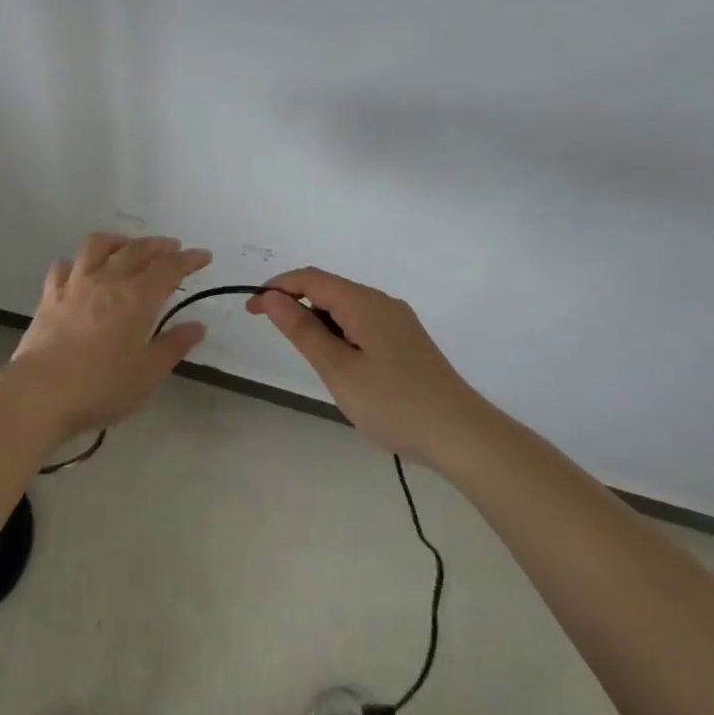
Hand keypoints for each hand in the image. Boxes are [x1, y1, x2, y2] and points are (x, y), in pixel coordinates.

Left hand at [9, 232, 211, 438]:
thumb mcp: (147, 374)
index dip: (189, 259)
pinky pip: (63, 266)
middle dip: (159, 245)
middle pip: (137, 250)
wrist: (40, 393)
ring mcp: (75, 284)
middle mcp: (108, 280)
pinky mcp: (50, 295)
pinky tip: (81, 270)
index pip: (169, 268)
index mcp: (136, 298)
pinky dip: (76, 262)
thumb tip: (198, 326)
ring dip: (118, 240)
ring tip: (127, 247)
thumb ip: (173, 346)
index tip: (203, 256)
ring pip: (98, 245)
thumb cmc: (100, 387)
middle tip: (173, 248)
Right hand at [248, 267, 482, 463]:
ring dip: (318, 321)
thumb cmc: (394, 403)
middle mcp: (381, 301)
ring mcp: (398, 321)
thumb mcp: (338, 370)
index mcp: (363, 302)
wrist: (462, 436)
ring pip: (346, 307)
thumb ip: (302, 330)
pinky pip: (362, 323)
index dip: (276, 287)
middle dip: (295, 303)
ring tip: (310, 357)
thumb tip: (271, 297)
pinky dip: (340, 333)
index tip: (250, 310)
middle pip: (328, 288)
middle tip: (274, 335)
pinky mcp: (407, 341)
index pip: (309, 278)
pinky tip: (341, 363)